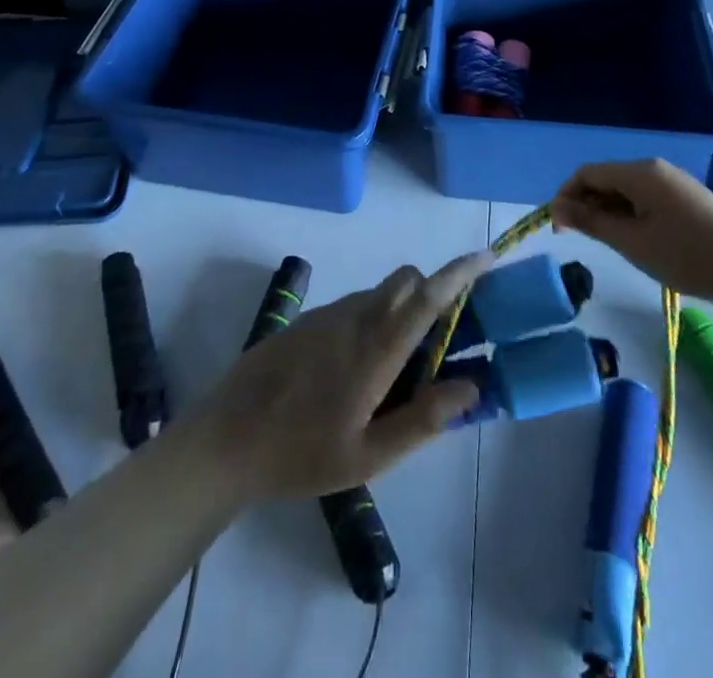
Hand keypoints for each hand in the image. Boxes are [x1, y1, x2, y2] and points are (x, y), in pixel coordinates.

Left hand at [187, 251, 493, 502]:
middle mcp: (354, 318)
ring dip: (402, 311)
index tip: (488, 256)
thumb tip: (470, 386)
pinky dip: (373, 320)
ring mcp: (327, 315)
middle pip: (405, 282)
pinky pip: (354, 306)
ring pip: (379, 293)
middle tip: (443, 339)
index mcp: (374, 349)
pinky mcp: (307, 321)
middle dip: (433, 292)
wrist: (224, 440)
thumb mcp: (367, 456)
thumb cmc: (299, 454)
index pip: (426, 297)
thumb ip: (421, 420)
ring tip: (397, 371)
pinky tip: (356, 372)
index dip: (460, 273)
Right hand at [550, 159, 712, 307]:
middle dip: (586, 204)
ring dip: (608, 211)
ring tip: (607, 243)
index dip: (566, 196)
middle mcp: (655, 168)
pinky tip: (635, 240)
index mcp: (640, 172)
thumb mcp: (631, 242)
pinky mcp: (688, 199)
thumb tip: (557, 208)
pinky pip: (646, 198)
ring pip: (627, 190)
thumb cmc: (686, 256)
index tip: (559, 229)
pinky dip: (630, 214)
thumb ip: (591, 222)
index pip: (587, 173)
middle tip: (578, 239)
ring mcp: (674, 183)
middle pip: (607, 179)